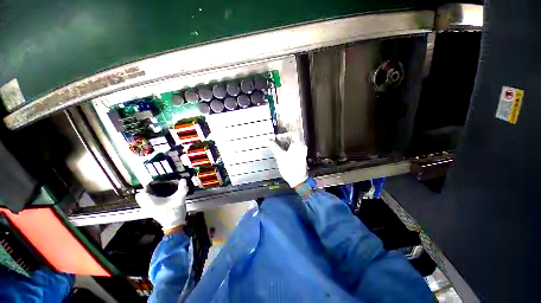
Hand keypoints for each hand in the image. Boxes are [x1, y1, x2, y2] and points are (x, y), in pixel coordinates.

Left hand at [135, 179, 188, 230]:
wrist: (174, 225)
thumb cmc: (174, 211)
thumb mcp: (179, 198)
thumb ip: (182, 188)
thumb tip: (183, 179)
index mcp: (150, 201)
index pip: (141, 192)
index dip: (147, 186)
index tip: (155, 182)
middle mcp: (146, 206)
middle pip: (140, 196)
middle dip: (147, 190)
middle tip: (157, 186)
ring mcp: (148, 210)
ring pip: (143, 200)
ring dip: (149, 195)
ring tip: (159, 191)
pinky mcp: (152, 213)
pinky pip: (147, 204)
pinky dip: (151, 200)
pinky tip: (161, 198)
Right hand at [268, 139, 308, 187]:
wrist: (297, 180)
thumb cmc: (290, 168)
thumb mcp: (280, 156)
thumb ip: (274, 147)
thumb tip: (269, 141)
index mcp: (298, 145)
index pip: (291, 134)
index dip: (283, 135)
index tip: (277, 137)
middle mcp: (302, 147)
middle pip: (292, 139)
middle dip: (284, 140)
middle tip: (276, 141)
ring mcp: (302, 152)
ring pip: (293, 144)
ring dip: (285, 144)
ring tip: (278, 146)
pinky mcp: (301, 157)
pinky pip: (294, 149)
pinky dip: (288, 149)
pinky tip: (283, 152)